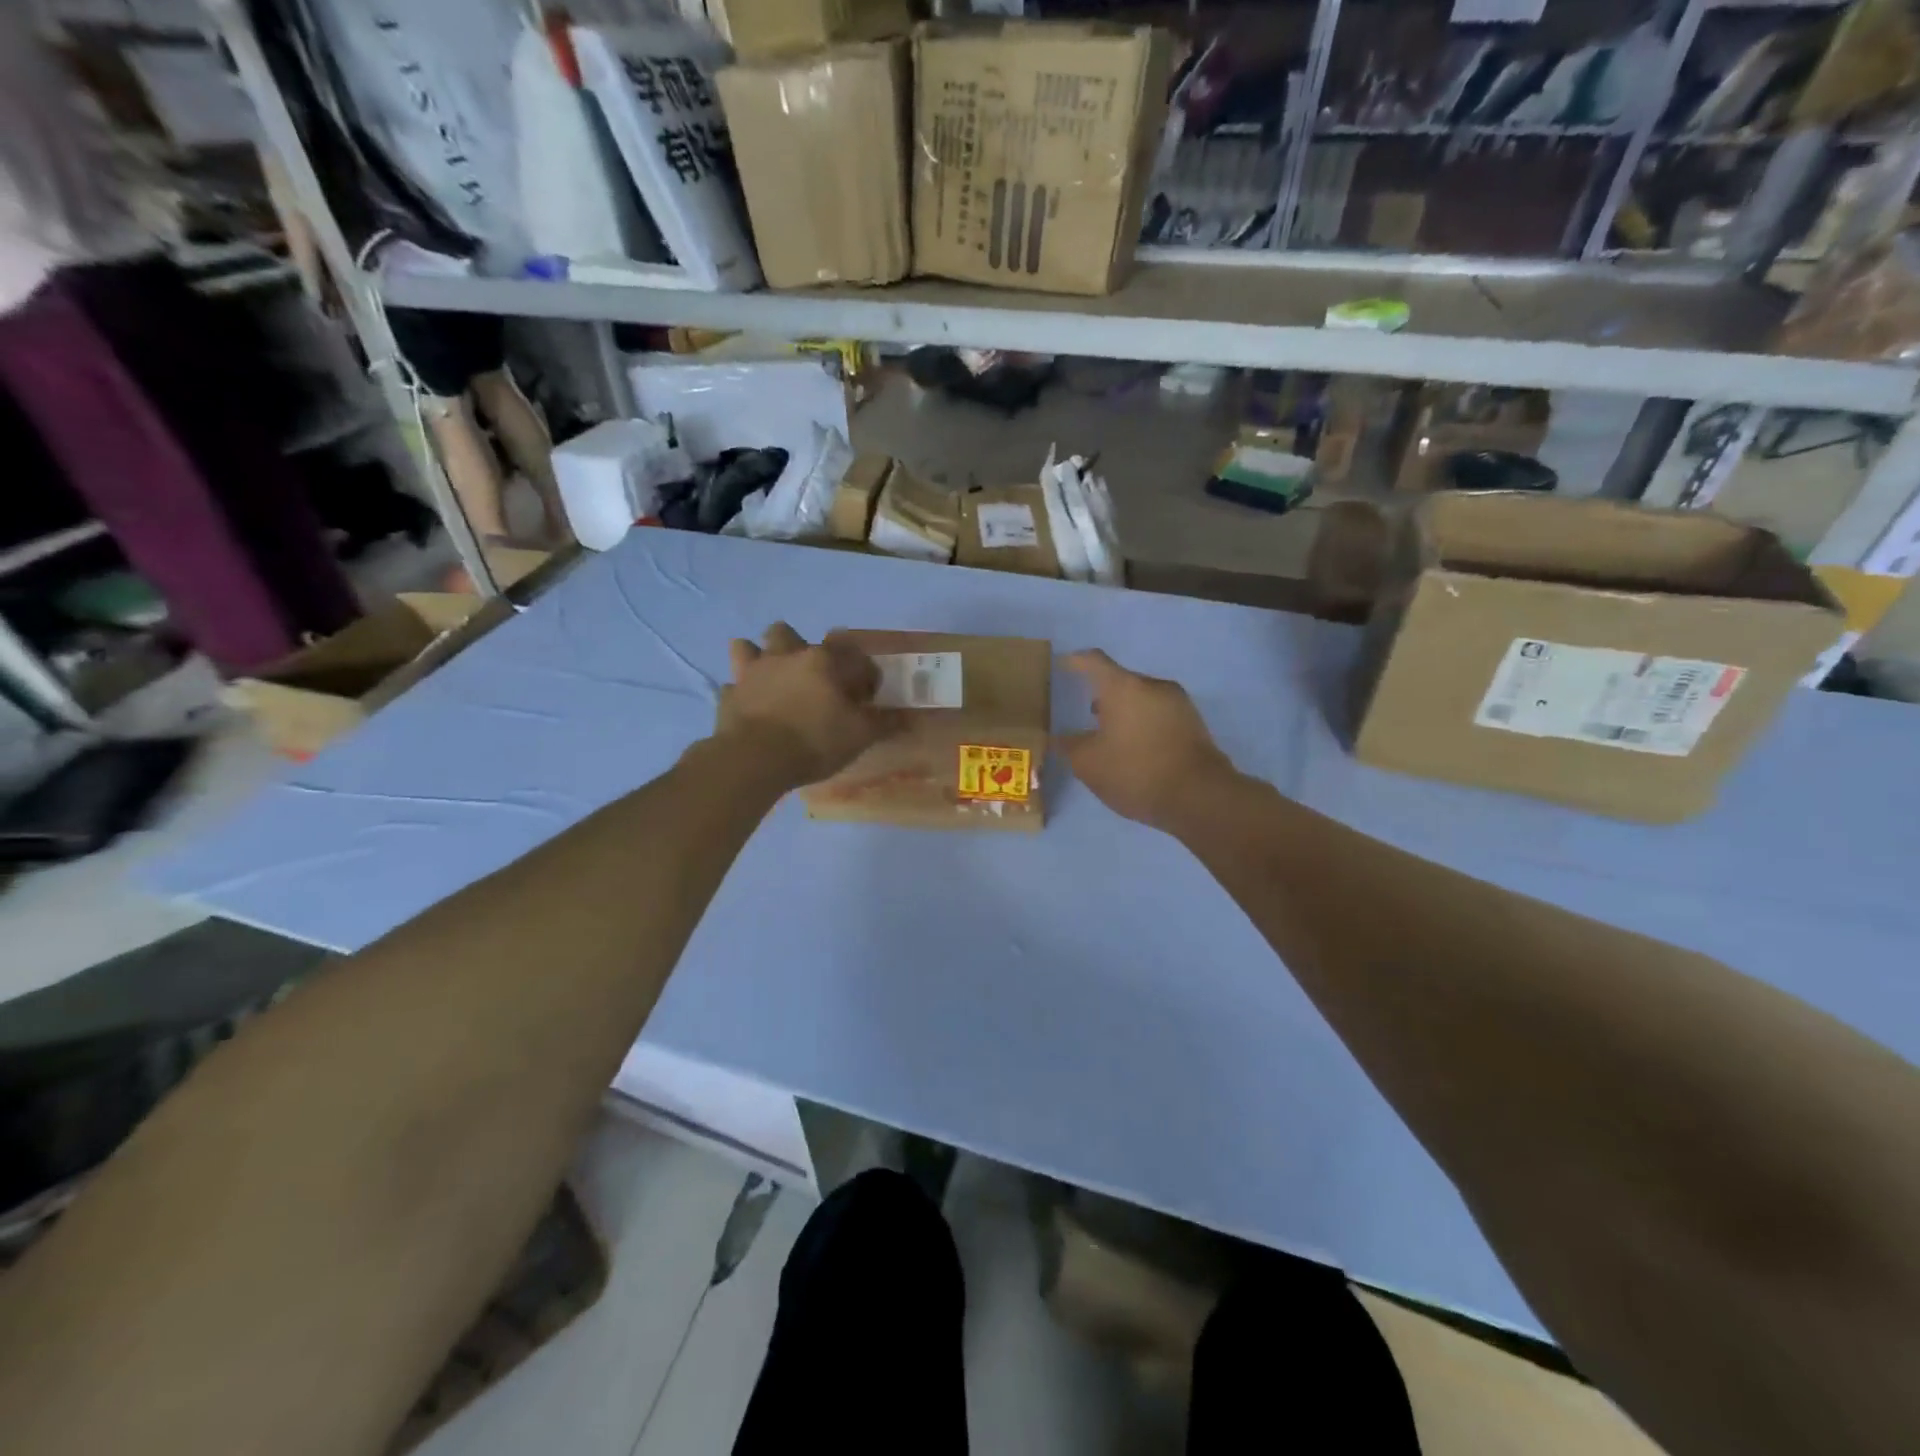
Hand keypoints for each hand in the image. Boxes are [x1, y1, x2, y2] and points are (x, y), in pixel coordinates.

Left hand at [717, 623, 899, 787]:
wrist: (755, 759)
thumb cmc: (814, 741)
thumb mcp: (860, 735)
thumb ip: (883, 723)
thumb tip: (905, 717)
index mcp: (822, 661)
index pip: (850, 652)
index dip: (863, 671)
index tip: (866, 695)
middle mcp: (785, 656)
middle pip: (788, 633)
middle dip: (800, 648)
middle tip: (812, 677)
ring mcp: (752, 673)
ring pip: (749, 647)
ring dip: (760, 656)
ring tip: (771, 676)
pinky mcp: (729, 695)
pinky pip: (733, 686)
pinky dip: (741, 693)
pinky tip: (749, 706)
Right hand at [1059, 649, 1238, 832]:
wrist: (1199, 796)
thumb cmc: (1135, 772)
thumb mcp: (1089, 765)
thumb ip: (1070, 747)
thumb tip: (1061, 738)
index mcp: (1123, 687)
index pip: (1093, 661)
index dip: (1076, 662)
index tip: (1064, 665)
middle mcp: (1153, 685)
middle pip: (1121, 681)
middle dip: (1103, 696)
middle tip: (1087, 716)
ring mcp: (1178, 702)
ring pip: (1142, 698)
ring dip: (1125, 712)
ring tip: (1112, 737)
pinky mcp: (1195, 722)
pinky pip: (1160, 714)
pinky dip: (1144, 724)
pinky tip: (1137, 749)